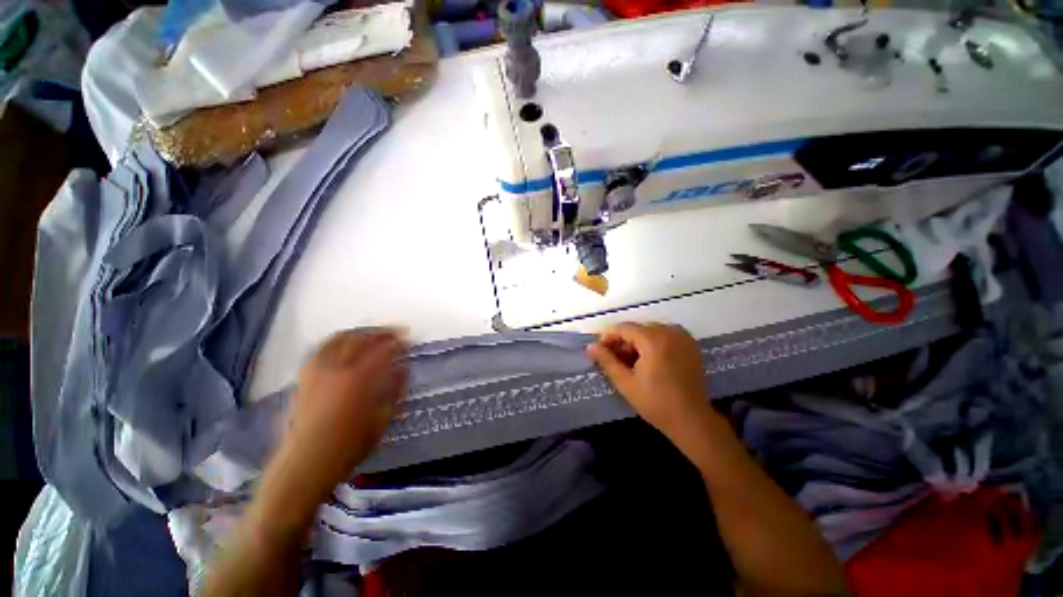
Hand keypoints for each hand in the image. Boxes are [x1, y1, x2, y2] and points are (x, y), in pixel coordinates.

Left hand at [283, 329, 407, 498]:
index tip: (408, 341)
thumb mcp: (382, 419)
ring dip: (361, 332)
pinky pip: (323, 347)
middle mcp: (338, 368)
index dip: (398, 343)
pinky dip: (339, 339)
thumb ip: (395, 389)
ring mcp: (319, 369)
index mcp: (360, 379)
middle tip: (395, 332)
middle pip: (363, 338)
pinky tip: (347, 343)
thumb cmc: (350, 444)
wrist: (307, 460)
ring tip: (373, 334)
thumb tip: (404, 367)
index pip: (384, 350)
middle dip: (382, 332)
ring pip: (341, 338)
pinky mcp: (306, 374)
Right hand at [586, 323, 710, 435]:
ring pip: (650, 331)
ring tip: (630, 362)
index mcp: (653, 339)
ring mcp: (682, 336)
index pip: (623, 328)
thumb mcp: (625, 382)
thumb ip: (607, 361)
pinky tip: (648, 360)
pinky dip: (652, 343)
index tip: (600, 351)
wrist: (692, 419)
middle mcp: (669, 331)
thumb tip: (590, 347)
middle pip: (637, 329)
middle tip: (615, 360)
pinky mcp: (690, 344)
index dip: (608, 337)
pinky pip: (664, 335)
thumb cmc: (655, 402)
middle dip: (623, 341)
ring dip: (637, 342)